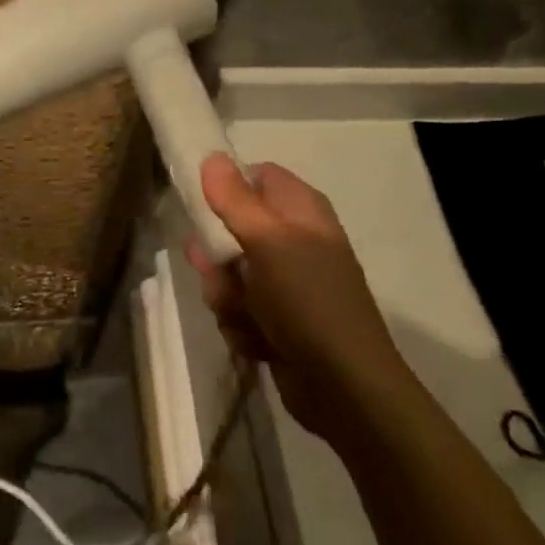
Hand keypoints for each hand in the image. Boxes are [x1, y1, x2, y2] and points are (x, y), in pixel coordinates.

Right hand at [186, 155, 401, 442]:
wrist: (344, 388)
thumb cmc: (308, 300)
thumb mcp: (268, 242)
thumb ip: (235, 199)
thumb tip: (212, 156)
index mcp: (300, 210)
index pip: (255, 177)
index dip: (226, 188)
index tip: (200, 206)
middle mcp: (293, 240)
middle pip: (231, 229)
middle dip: (216, 259)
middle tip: (219, 274)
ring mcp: (285, 283)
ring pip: (228, 275)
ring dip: (226, 298)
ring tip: (245, 317)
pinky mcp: (276, 320)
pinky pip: (238, 310)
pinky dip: (242, 326)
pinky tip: (258, 343)